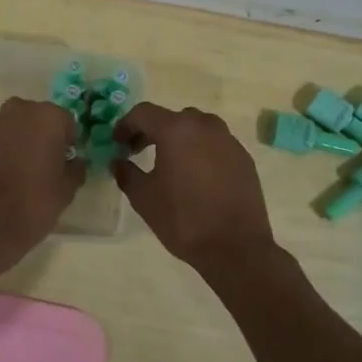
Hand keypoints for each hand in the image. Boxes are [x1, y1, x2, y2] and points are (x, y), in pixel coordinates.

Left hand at [0, 98, 83, 255]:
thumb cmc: (34, 203)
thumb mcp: (67, 190)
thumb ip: (75, 169)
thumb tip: (74, 162)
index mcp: (47, 117)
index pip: (65, 121)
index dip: (66, 141)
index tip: (64, 161)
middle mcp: (18, 111)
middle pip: (35, 117)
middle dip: (39, 135)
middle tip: (41, 164)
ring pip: (10, 127)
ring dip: (15, 142)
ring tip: (16, 171)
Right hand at [112, 104, 278, 274]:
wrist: (236, 248)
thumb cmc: (184, 219)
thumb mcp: (144, 198)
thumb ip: (127, 173)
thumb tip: (119, 162)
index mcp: (177, 129)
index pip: (144, 113)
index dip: (125, 125)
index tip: (117, 143)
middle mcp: (205, 126)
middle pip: (172, 118)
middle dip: (152, 131)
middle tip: (138, 151)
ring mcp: (228, 141)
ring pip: (197, 129)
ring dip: (179, 139)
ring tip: (169, 163)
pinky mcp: (244, 158)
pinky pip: (215, 145)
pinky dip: (200, 151)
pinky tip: (196, 177)